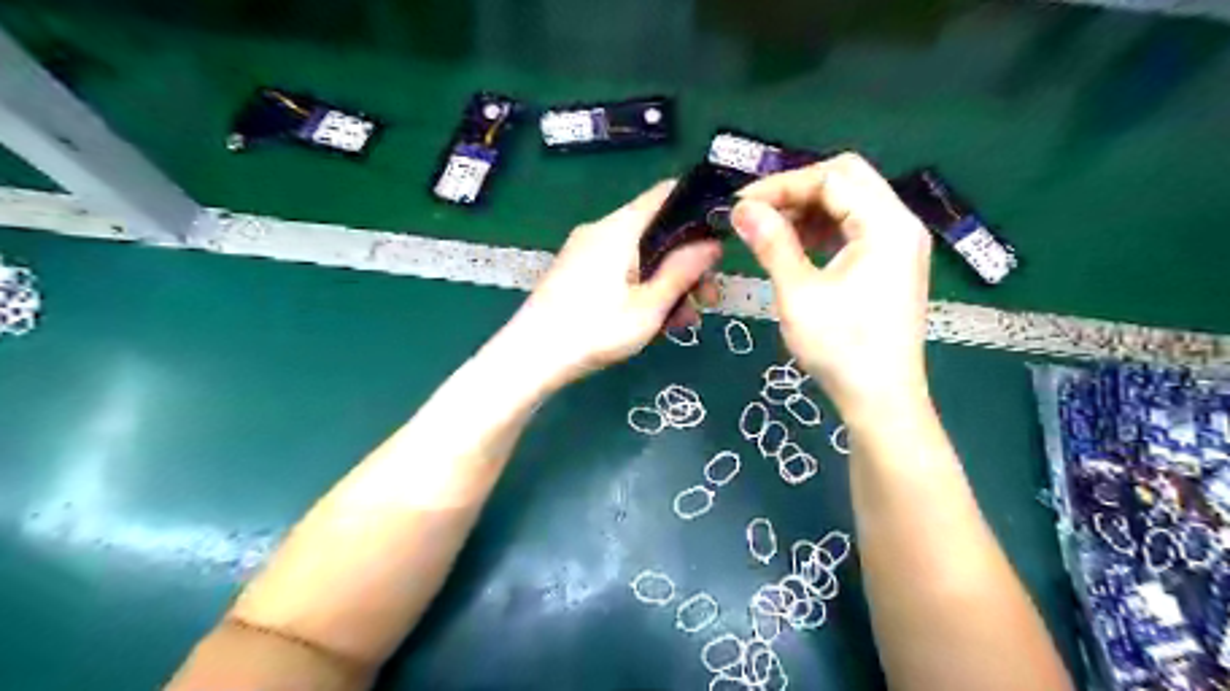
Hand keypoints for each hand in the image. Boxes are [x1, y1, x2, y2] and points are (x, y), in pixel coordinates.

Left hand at [505, 182, 721, 386]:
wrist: (529, 358)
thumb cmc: (593, 331)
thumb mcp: (649, 307)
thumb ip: (683, 272)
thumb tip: (713, 244)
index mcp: (621, 227)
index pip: (667, 194)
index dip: (699, 210)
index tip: (720, 242)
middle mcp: (602, 230)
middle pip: (658, 231)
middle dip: (687, 262)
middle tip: (707, 299)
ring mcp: (586, 251)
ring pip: (641, 255)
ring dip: (668, 283)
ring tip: (684, 321)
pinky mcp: (577, 271)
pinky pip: (621, 269)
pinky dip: (643, 287)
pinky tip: (655, 321)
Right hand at [729, 151, 933, 417]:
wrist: (881, 399)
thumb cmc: (841, 347)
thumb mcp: (798, 292)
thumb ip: (772, 243)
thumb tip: (742, 208)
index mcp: (886, 224)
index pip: (832, 177)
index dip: (782, 185)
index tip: (742, 203)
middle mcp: (901, 223)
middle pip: (847, 180)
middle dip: (797, 190)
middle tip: (757, 212)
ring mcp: (899, 244)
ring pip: (851, 202)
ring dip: (809, 209)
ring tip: (770, 231)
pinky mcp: (891, 263)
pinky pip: (855, 228)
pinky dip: (823, 229)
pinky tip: (796, 248)